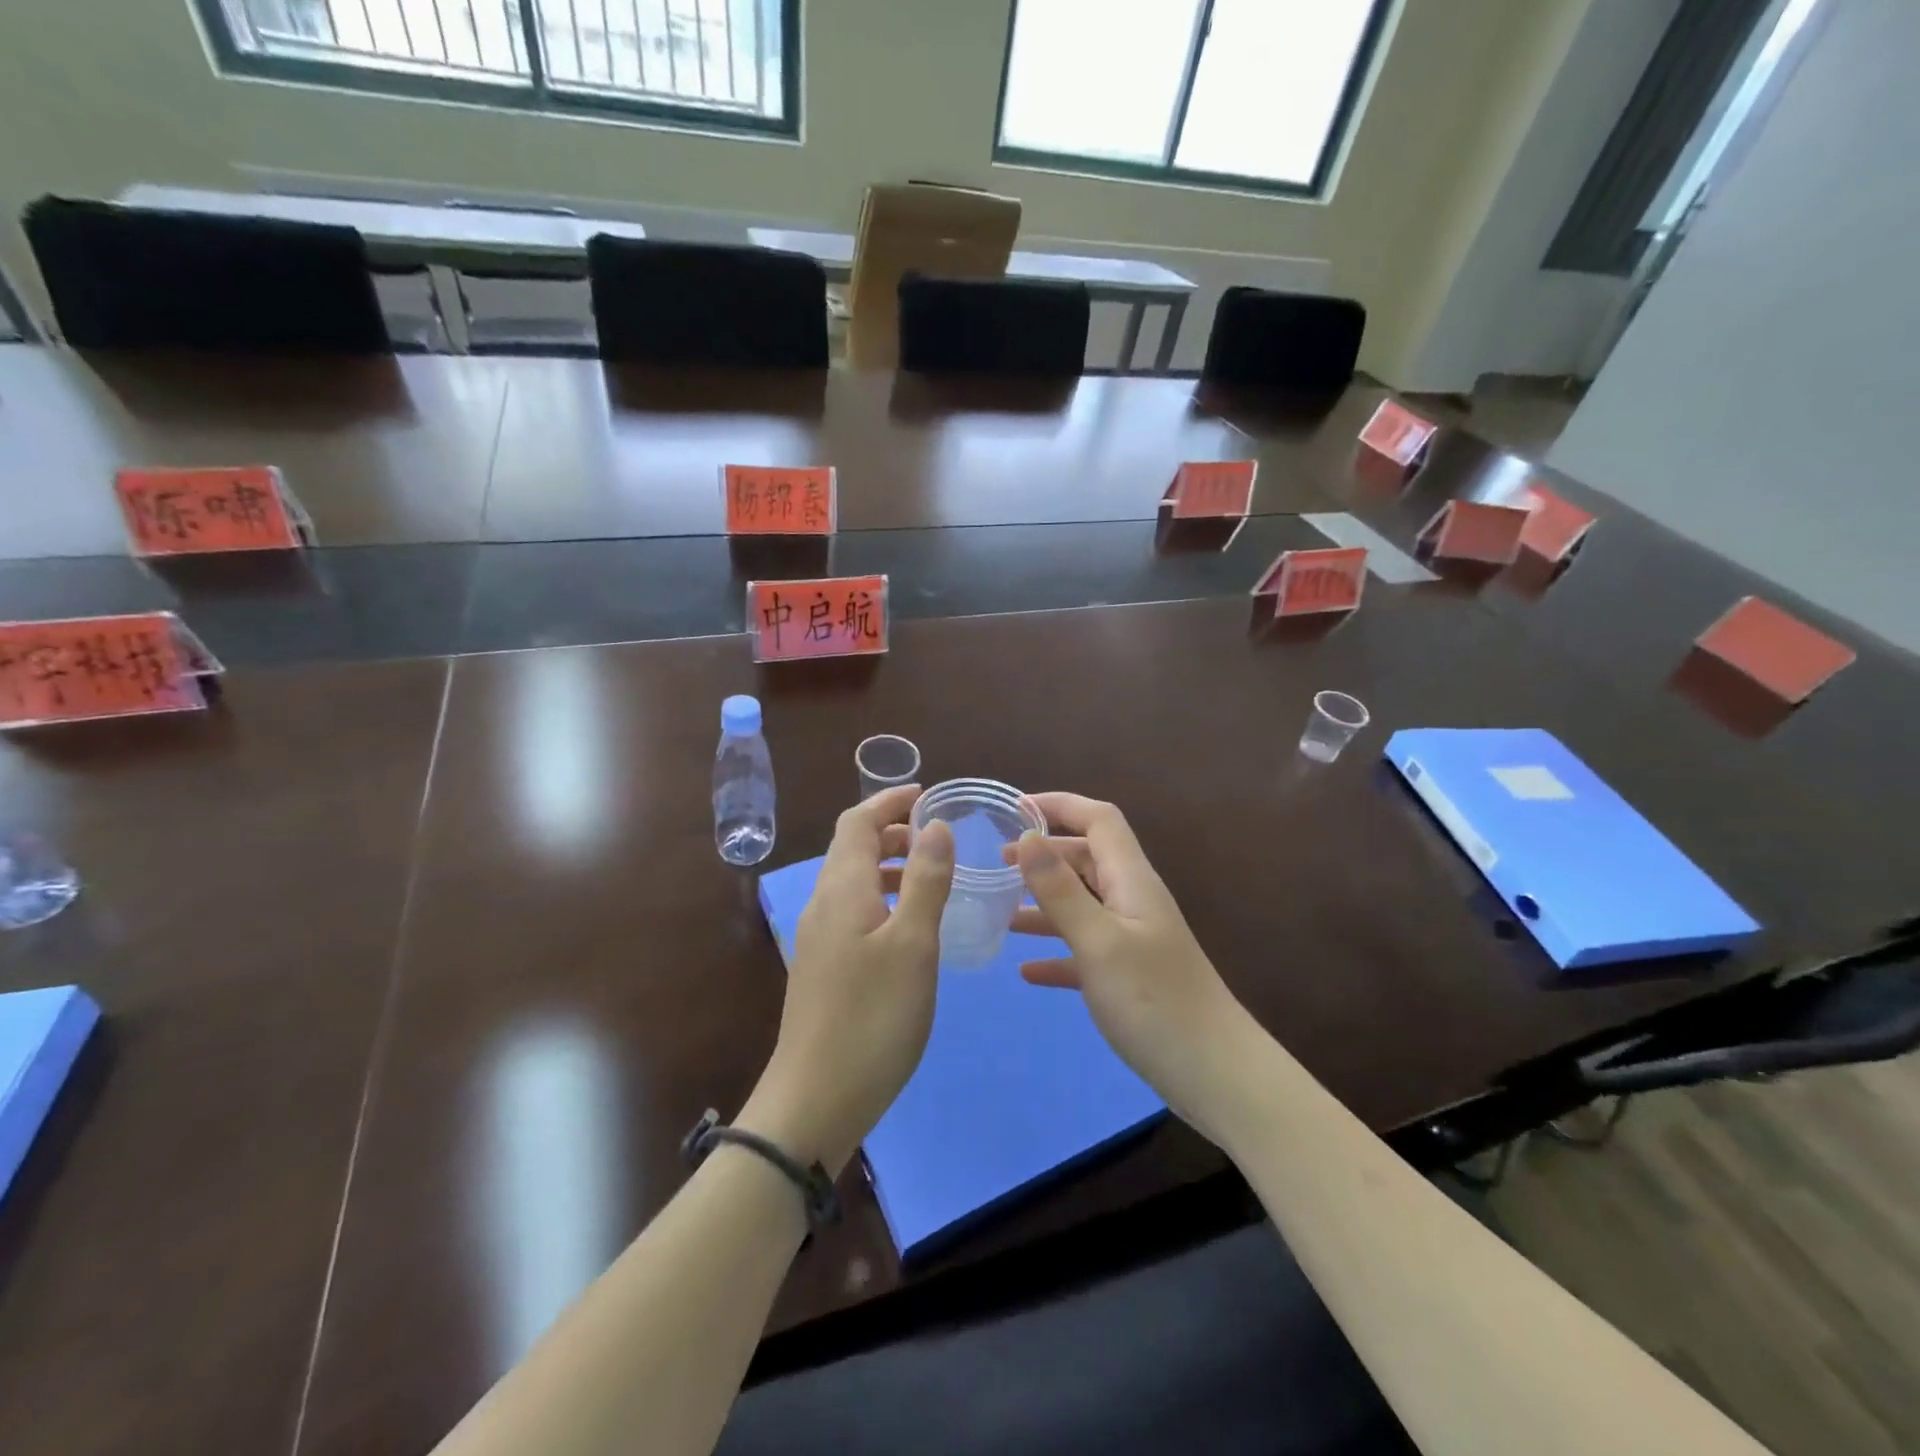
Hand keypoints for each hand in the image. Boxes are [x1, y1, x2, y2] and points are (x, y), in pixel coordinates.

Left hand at [739, 785, 953, 1174]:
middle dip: (891, 831)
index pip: (857, 823)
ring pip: (852, 881)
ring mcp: (818, 939)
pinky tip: (908, 927)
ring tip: (930, 875)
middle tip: (936, 836)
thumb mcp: (912, 945)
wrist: (814, 1100)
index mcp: (842, 890)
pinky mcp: (823, 968)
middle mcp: (823, 905)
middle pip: (851, 848)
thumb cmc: (872, 1018)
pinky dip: (881, 898)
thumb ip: (925, 881)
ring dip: (888, 865)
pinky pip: (852, 911)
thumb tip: (934, 824)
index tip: (925, 793)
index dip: (888, 802)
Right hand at [1010, 794, 1256, 1136]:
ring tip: (1001, 913)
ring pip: (1082, 905)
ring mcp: (1132, 939)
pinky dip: (1056, 953)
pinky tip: (1026, 970)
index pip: (1099, 820)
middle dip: (1043, 855)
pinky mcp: (1129, 977)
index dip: (1060, 805)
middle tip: (997, 865)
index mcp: (1131, 880)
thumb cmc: (1154, 1001)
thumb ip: (1060, 889)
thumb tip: (1028, 838)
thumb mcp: (1099, 942)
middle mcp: (1132, 901)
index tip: (1015, 809)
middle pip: (1086, 859)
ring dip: (1044, 903)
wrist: (1215, 1075)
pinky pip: (1084, 951)